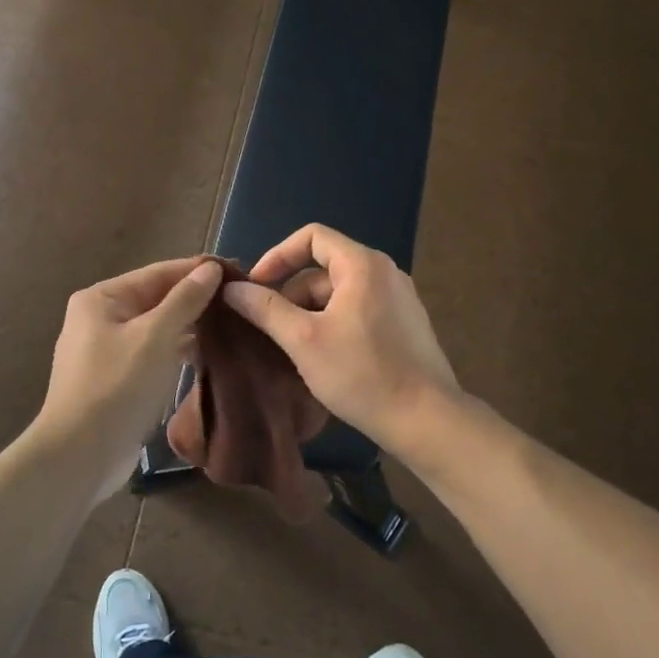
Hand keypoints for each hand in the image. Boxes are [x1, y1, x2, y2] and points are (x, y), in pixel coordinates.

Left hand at [37, 257, 223, 497]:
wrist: (80, 456)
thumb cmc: (117, 386)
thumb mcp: (156, 336)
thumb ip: (185, 300)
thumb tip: (210, 268)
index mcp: (102, 298)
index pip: (158, 273)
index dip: (197, 270)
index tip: (237, 272)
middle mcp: (100, 318)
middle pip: (156, 299)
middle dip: (196, 300)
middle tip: (240, 301)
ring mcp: (106, 351)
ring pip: (156, 329)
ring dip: (189, 327)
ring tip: (232, 326)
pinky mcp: (116, 380)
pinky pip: (152, 354)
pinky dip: (176, 352)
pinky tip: (207, 355)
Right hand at [221, 225, 459, 446]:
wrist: (426, 420)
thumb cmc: (362, 373)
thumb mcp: (303, 340)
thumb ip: (265, 309)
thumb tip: (232, 289)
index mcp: (363, 264)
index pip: (311, 237)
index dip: (277, 256)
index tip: (255, 287)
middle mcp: (385, 272)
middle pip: (324, 269)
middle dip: (291, 295)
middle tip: (269, 331)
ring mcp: (399, 299)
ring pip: (340, 294)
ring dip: (310, 314)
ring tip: (291, 351)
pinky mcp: (405, 325)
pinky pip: (358, 311)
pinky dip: (333, 324)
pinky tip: (322, 359)